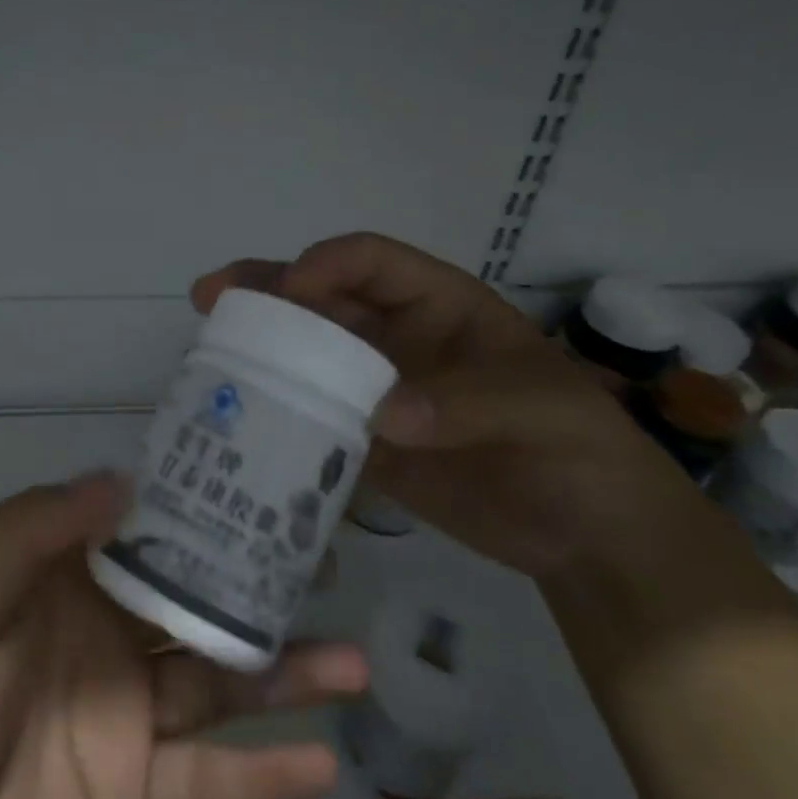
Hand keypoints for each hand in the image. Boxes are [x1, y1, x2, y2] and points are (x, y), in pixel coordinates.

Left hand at [0, 474, 366, 798]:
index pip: (140, 530)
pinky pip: (208, 784)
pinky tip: (324, 763)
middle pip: (191, 602)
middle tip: (328, 566)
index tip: (261, 484)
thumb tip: (122, 478)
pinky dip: (262, 777)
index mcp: (57, 582)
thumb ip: (32, 533)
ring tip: (353, 662)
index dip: (195, 507)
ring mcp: (120, 720)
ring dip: (283, 675)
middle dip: (256, 584)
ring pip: (215, 684)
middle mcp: (98, 638)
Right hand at [192, 232, 684, 577]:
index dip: (328, 264)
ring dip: (260, 352)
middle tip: (212, 297)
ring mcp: (376, 392)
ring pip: (307, 358)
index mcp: (438, 305)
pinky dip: (279, 421)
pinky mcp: (366, 444)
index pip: (372, 262)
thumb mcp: (541, 409)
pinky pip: (313, 421)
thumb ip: (466, 402)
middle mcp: (396, 339)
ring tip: (207, 353)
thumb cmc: (579, 449)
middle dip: (267, 293)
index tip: (293, 290)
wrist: (590, 536)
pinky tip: (239, 426)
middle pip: (321, 301)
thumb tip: (380, 416)